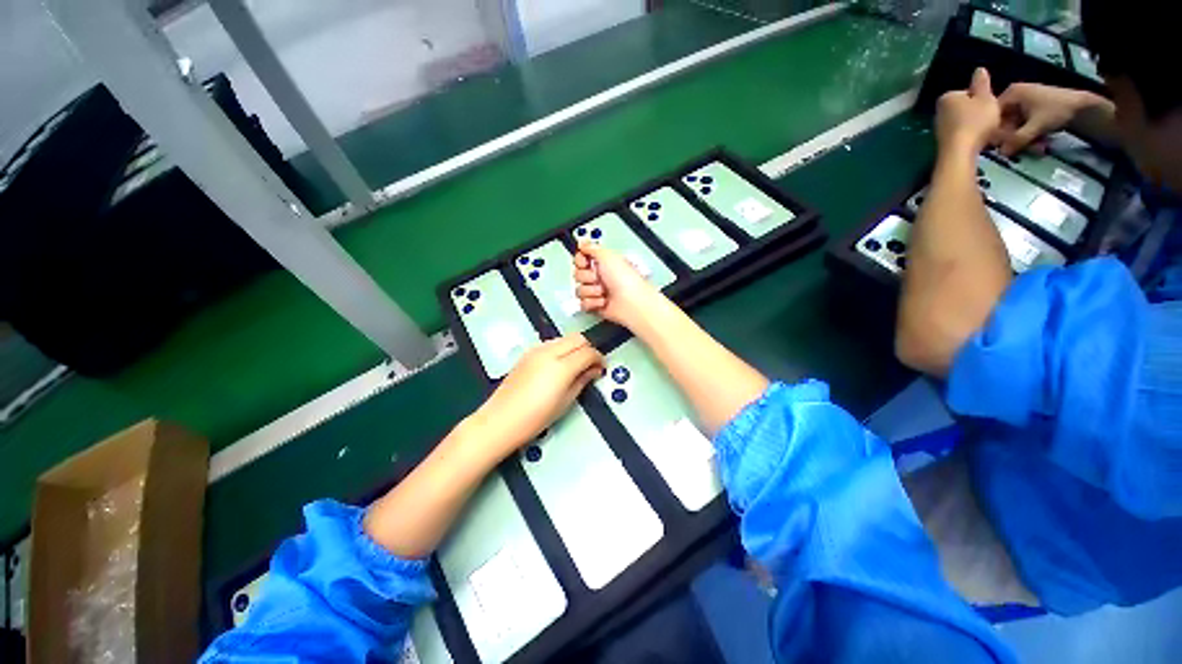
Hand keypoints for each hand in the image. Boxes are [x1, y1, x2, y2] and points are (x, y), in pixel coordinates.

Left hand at [471, 334, 603, 452]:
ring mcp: (536, 350)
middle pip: (578, 338)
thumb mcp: (565, 402)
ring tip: (575, 366)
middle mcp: (549, 352)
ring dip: (574, 347)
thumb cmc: (535, 418)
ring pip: (565, 338)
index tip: (601, 369)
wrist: (500, 420)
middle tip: (590, 366)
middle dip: (588, 349)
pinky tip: (558, 366)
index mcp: (561, 366)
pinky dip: (561, 349)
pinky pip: (551, 343)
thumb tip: (594, 370)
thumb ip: (582, 381)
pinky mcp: (527, 353)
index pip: (588, 352)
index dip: (599, 359)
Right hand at [573, 242, 661, 326]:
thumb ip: (592, 247)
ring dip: (591, 291)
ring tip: (604, 292)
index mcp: (602, 263)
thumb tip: (582, 242)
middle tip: (599, 278)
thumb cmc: (625, 279)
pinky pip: (583, 303)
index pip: (580, 260)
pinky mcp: (596, 305)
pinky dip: (593, 303)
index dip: (580, 261)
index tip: (586, 263)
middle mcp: (599, 277)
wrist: (631, 302)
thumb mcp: (608, 256)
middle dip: (587, 277)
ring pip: (579, 290)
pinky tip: (603, 301)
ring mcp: (597, 292)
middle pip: (577, 275)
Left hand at [936, 68, 1001, 155]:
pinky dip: (968, 135)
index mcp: (947, 97)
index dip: (982, 98)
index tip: (989, 105)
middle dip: (977, 111)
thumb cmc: (976, 121)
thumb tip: (979, 69)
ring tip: (984, 130)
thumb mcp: (985, 97)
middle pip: (964, 107)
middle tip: (989, 118)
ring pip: (962, 120)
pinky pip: (960, 133)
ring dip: (973, 124)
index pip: (968, 92)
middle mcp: (938, 111)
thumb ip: (982, 83)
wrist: (960, 152)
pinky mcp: (942, 141)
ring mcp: (938, 127)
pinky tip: (976, 140)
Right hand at [995, 82, 1092, 154]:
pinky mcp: (1030, 109)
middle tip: (1023, 150)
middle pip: (1004, 122)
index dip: (996, 132)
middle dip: (1015, 138)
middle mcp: (1013, 96)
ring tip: (1037, 148)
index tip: (1002, 146)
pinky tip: (1039, 142)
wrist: (1082, 106)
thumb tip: (1001, 154)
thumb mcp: (1036, 126)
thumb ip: (1017, 139)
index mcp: (1010, 94)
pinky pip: (1023, 125)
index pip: (992, 116)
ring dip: (1024, 139)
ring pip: (1014, 126)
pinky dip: (1029, 135)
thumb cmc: (1057, 110)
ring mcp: (1022, 102)